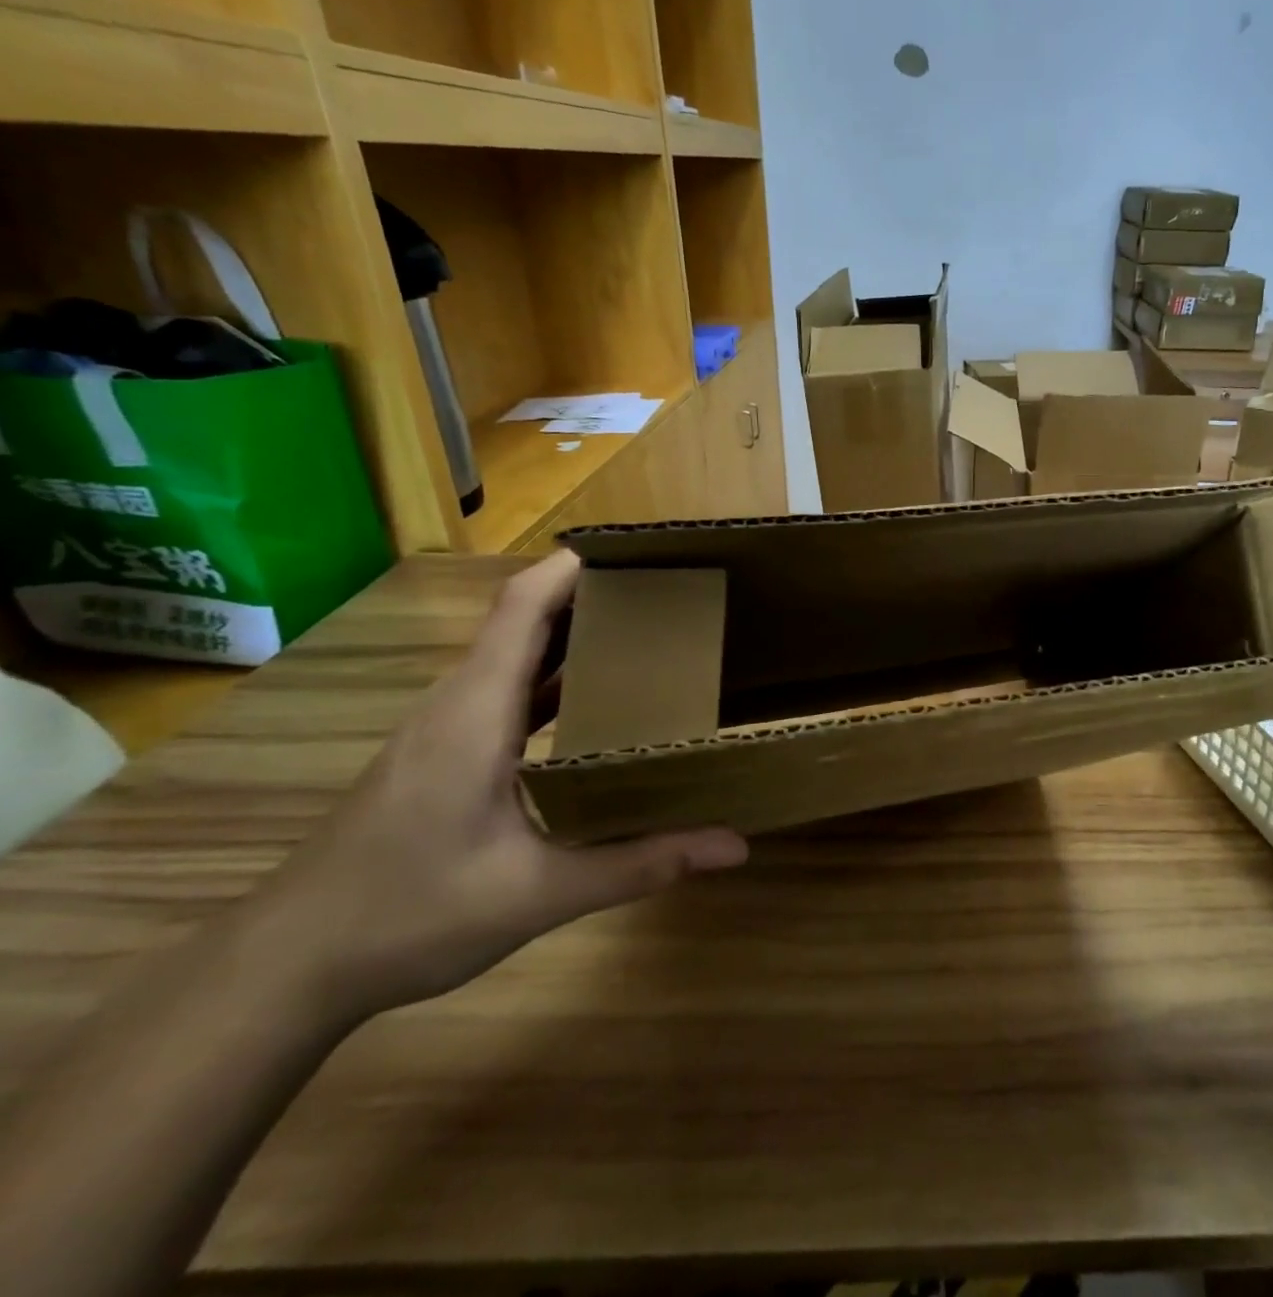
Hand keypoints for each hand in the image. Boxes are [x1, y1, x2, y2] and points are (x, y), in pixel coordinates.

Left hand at [244, 551, 747, 1019]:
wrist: (287, 966)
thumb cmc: (409, 915)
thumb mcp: (539, 893)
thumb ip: (641, 862)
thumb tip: (735, 845)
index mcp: (477, 713)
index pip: (524, 607)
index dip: (577, 569)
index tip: (642, 556)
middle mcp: (457, 703)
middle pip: (525, 620)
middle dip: (594, 598)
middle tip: (670, 599)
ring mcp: (442, 727)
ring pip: (513, 655)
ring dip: (574, 638)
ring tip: (647, 640)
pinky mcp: (439, 752)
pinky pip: (503, 689)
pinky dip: (552, 679)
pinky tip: (592, 707)